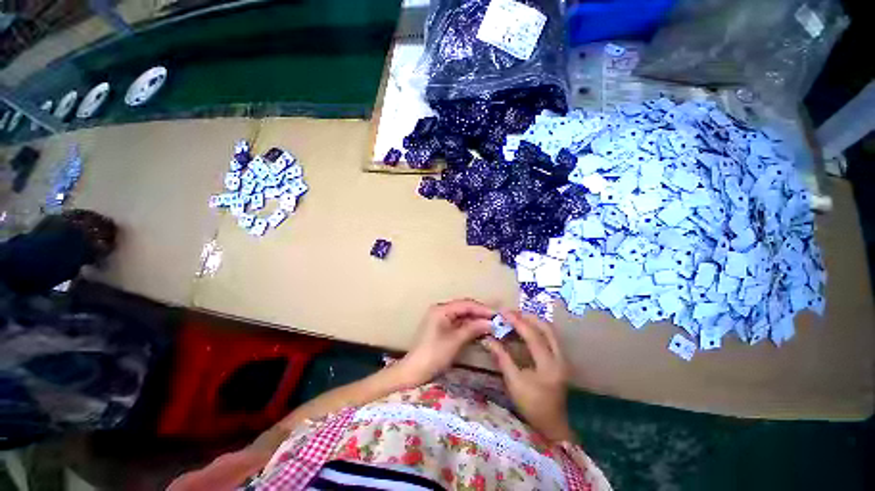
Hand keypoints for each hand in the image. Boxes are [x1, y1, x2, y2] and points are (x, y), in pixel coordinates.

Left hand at [398, 299, 494, 386]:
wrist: (415, 371)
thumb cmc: (434, 354)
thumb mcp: (455, 341)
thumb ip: (473, 328)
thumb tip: (491, 323)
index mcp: (441, 309)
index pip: (466, 304)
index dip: (482, 309)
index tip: (497, 315)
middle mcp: (440, 309)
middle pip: (464, 307)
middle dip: (480, 313)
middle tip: (497, 319)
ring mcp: (440, 317)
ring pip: (462, 314)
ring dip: (476, 319)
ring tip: (491, 324)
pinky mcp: (441, 326)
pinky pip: (458, 322)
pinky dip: (469, 325)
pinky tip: (479, 328)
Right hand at [481, 311, 574, 442]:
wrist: (552, 424)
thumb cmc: (531, 405)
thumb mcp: (513, 382)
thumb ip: (502, 357)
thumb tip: (487, 339)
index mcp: (548, 365)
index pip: (533, 336)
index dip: (517, 322)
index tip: (503, 313)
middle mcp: (559, 358)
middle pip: (546, 328)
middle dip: (527, 317)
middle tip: (510, 313)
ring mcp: (562, 358)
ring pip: (550, 331)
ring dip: (533, 322)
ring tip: (515, 319)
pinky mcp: (560, 359)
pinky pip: (549, 337)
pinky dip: (536, 330)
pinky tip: (524, 330)